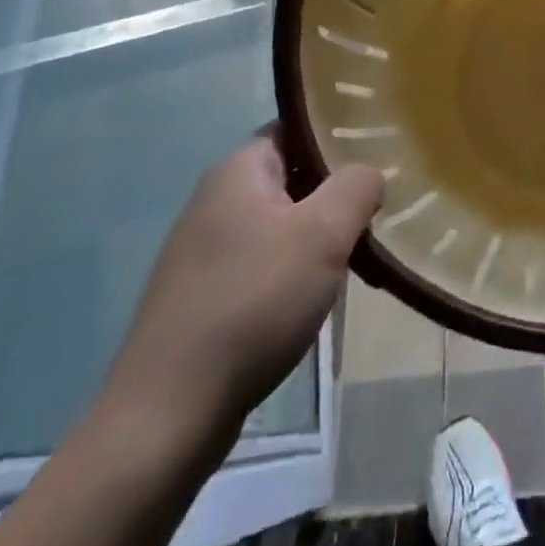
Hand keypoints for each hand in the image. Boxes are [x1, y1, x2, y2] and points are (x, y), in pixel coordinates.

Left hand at [101, 132, 383, 445]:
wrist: (168, 415)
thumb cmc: (253, 303)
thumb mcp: (324, 233)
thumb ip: (357, 186)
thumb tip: (369, 174)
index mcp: (237, 171)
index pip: (295, 130)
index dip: (337, 137)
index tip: (376, 155)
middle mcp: (214, 200)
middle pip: (289, 177)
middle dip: (332, 193)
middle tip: (375, 209)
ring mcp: (202, 252)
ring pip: (278, 224)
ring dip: (315, 237)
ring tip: (354, 256)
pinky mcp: (200, 298)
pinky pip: (260, 265)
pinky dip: (290, 273)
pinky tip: (313, 299)